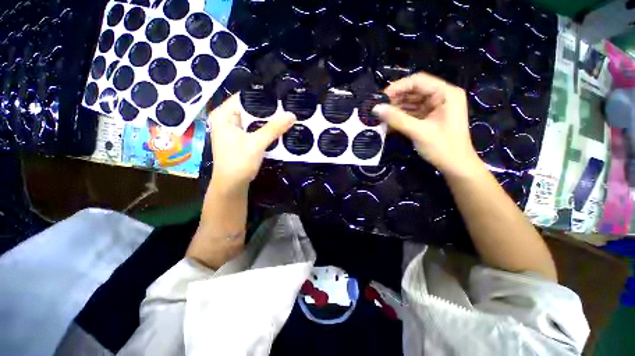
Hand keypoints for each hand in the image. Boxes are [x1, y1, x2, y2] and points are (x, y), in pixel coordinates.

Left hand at [208, 95, 295, 192]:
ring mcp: (232, 130)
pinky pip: (253, 129)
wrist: (232, 185)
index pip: (243, 97)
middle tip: (285, 106)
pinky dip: (263, 129)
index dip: (262, 96)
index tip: (279, 96)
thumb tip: (292, 115)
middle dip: (267, 109)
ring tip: (284, 115)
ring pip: (252, 120)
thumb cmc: (239, 162)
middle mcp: (225, 120)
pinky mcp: (239, 139)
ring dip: (266, 120)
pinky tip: (276, 128)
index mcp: (223, 115)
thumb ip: (274, 128)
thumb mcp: (257, 143)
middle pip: (248, 109)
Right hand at [373, 72, 481, 176]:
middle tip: (378, 110)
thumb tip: (375, 108)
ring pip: (411, 103)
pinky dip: (400, 118)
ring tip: (380, 118)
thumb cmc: (442, 147)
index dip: (398, 87)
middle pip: (414, 92)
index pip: (418, 81)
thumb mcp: (418, 132)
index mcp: (446, 93)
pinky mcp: (430, 118)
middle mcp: (441, 97)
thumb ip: (396, 119)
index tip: (380, 98)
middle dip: (395, 100)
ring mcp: (436, 108)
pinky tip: (388, 125)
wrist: (456, 166)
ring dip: (396, 110)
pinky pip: (412, 114)